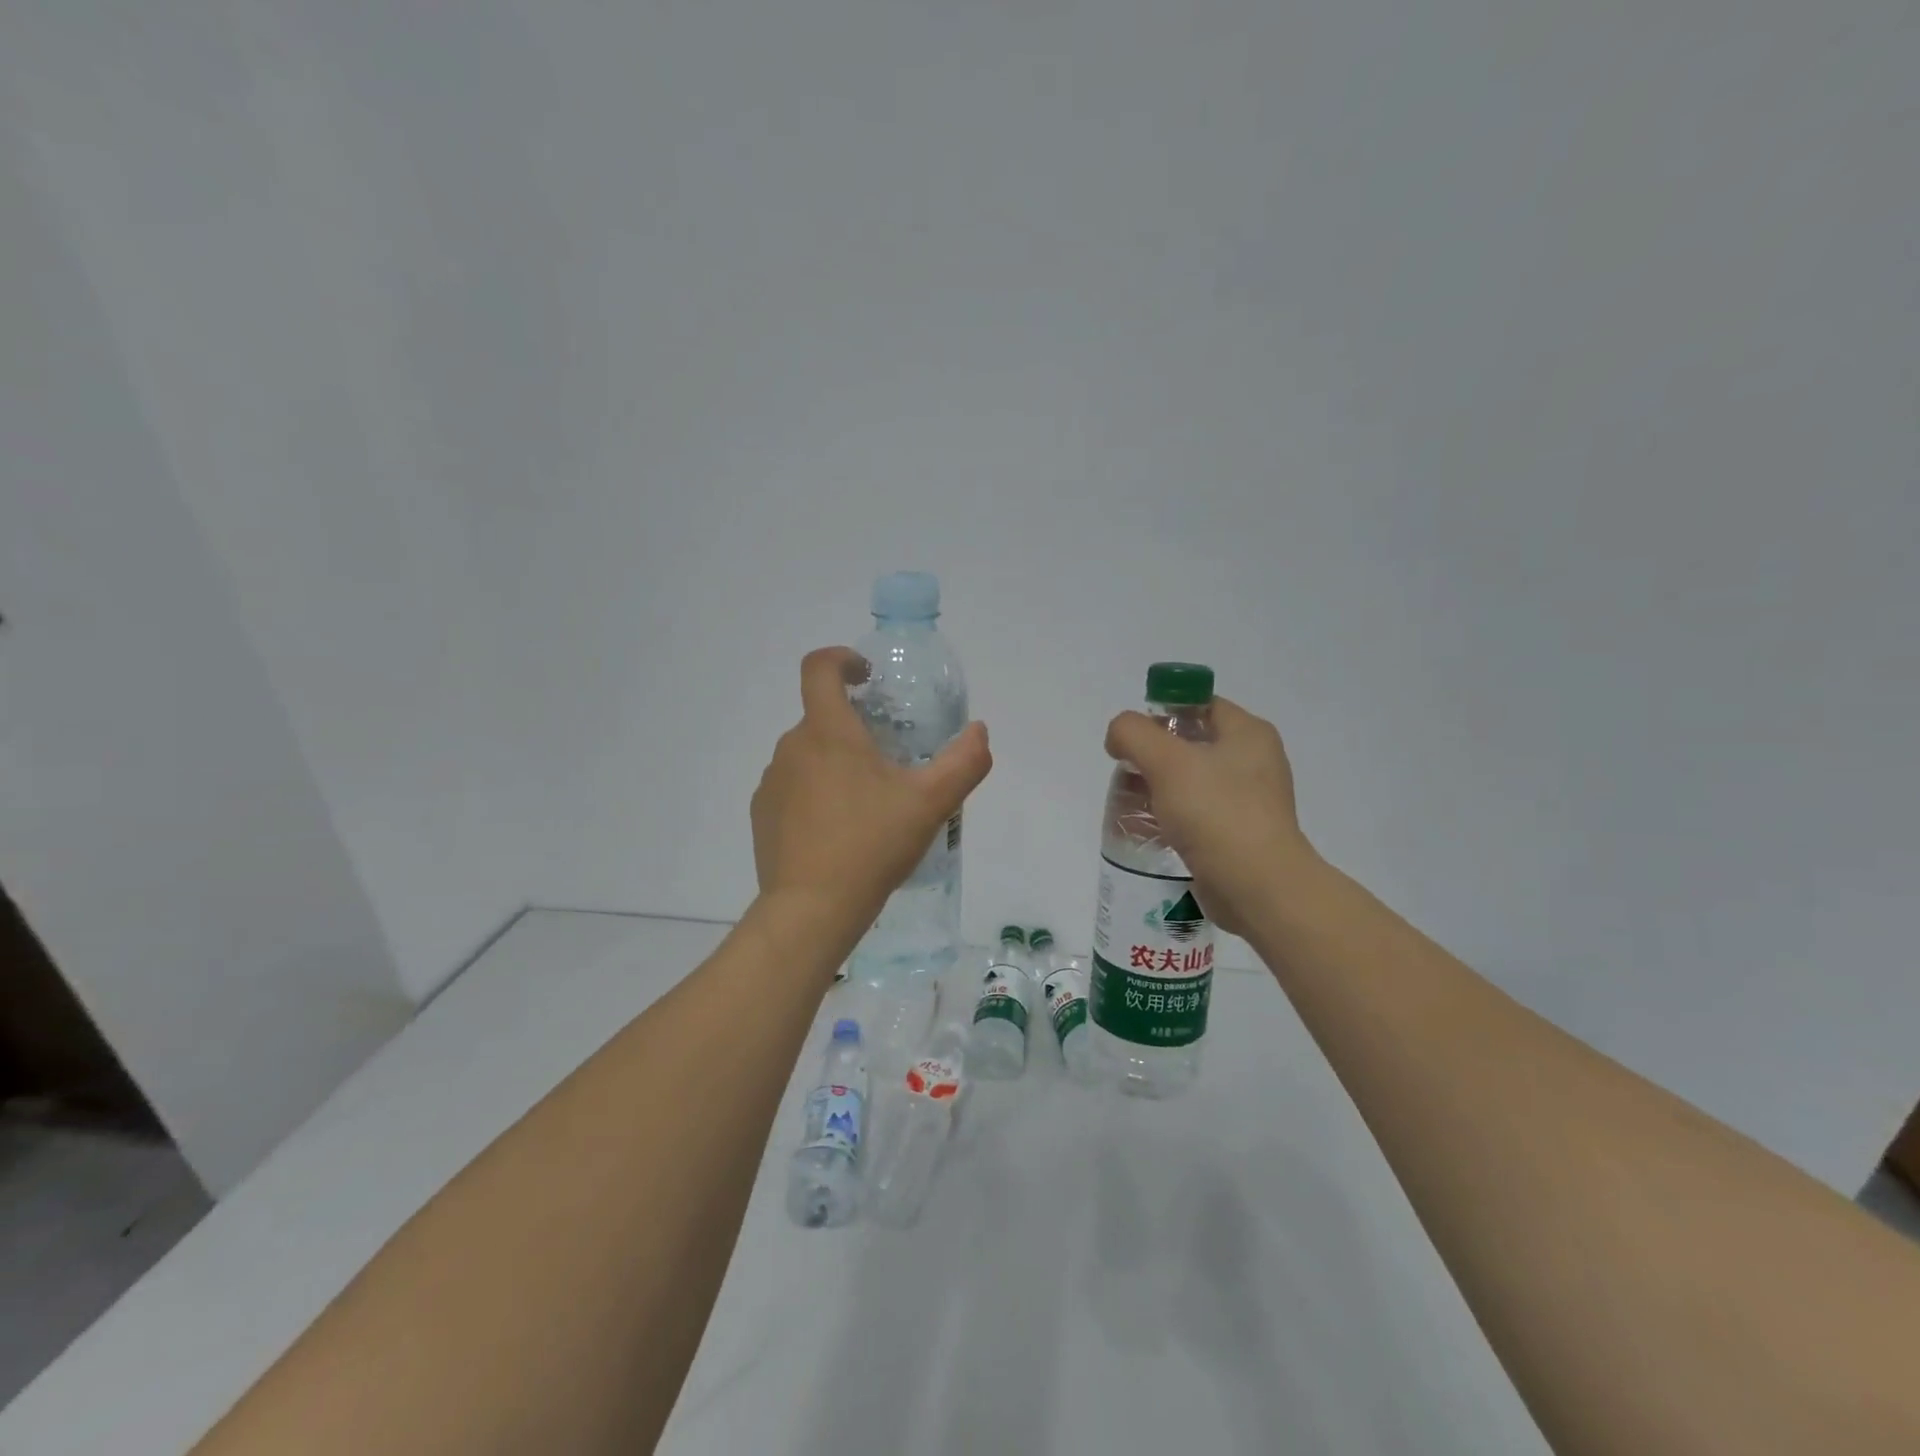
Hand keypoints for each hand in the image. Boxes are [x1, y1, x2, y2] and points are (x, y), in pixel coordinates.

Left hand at [752, 647, 991, 938]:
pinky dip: (815, 794)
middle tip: (889, 762)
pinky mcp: (762, 815)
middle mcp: (792, 747)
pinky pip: (792, 788)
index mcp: (827, 732)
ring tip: (867, 804)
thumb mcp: (931, 803)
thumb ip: (964, 761)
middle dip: (854, 728)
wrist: (812, 909)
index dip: (842, 659)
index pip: (818, 668)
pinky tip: (839, 831)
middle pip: (821, 717)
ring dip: (835, 764)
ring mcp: (772, 782)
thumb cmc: (872, 844)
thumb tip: (980, 732)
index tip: (866, 676)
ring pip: (808, 755)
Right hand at [1104, 697, 1316, 935]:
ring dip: (1157, 789)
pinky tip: (1150, 831)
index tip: (1132, 738)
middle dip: (1152, 756)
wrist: (1259, 888)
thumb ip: (1133, 734)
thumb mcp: (1167, 761)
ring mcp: (1249, 800)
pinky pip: (1197, 814)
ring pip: (1190, 781)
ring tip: (1131, 806)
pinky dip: (1171, 817)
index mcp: (1248, 733)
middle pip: (1190, 743)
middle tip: (1127, 774)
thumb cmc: (1217, 814)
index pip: (1199, 704)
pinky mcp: (1238, 834)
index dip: (1162, 713)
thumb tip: (1119, 736)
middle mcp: (1254, 761)